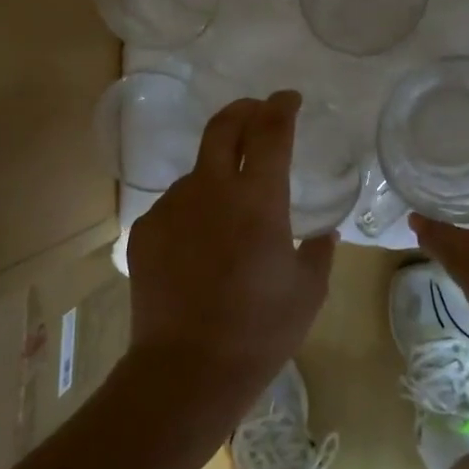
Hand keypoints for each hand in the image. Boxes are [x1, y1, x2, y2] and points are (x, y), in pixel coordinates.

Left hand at [126, 90, 336, 408]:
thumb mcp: (309, 291)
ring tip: (231, 207)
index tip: (288, 99)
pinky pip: (176, 205)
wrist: (187, 369)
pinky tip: (202, 244)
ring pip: (198, 171)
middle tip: (257, 112)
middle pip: (223, 127)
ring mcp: (172, 207)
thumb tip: (322, 233)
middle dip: (244, 110)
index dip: (281, 107)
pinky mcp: (146, 230)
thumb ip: (319, 252)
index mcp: (258, 199)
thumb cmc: (260, 330)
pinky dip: (195, 209)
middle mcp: (211, 189)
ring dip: (218, 170)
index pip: (271, 131)